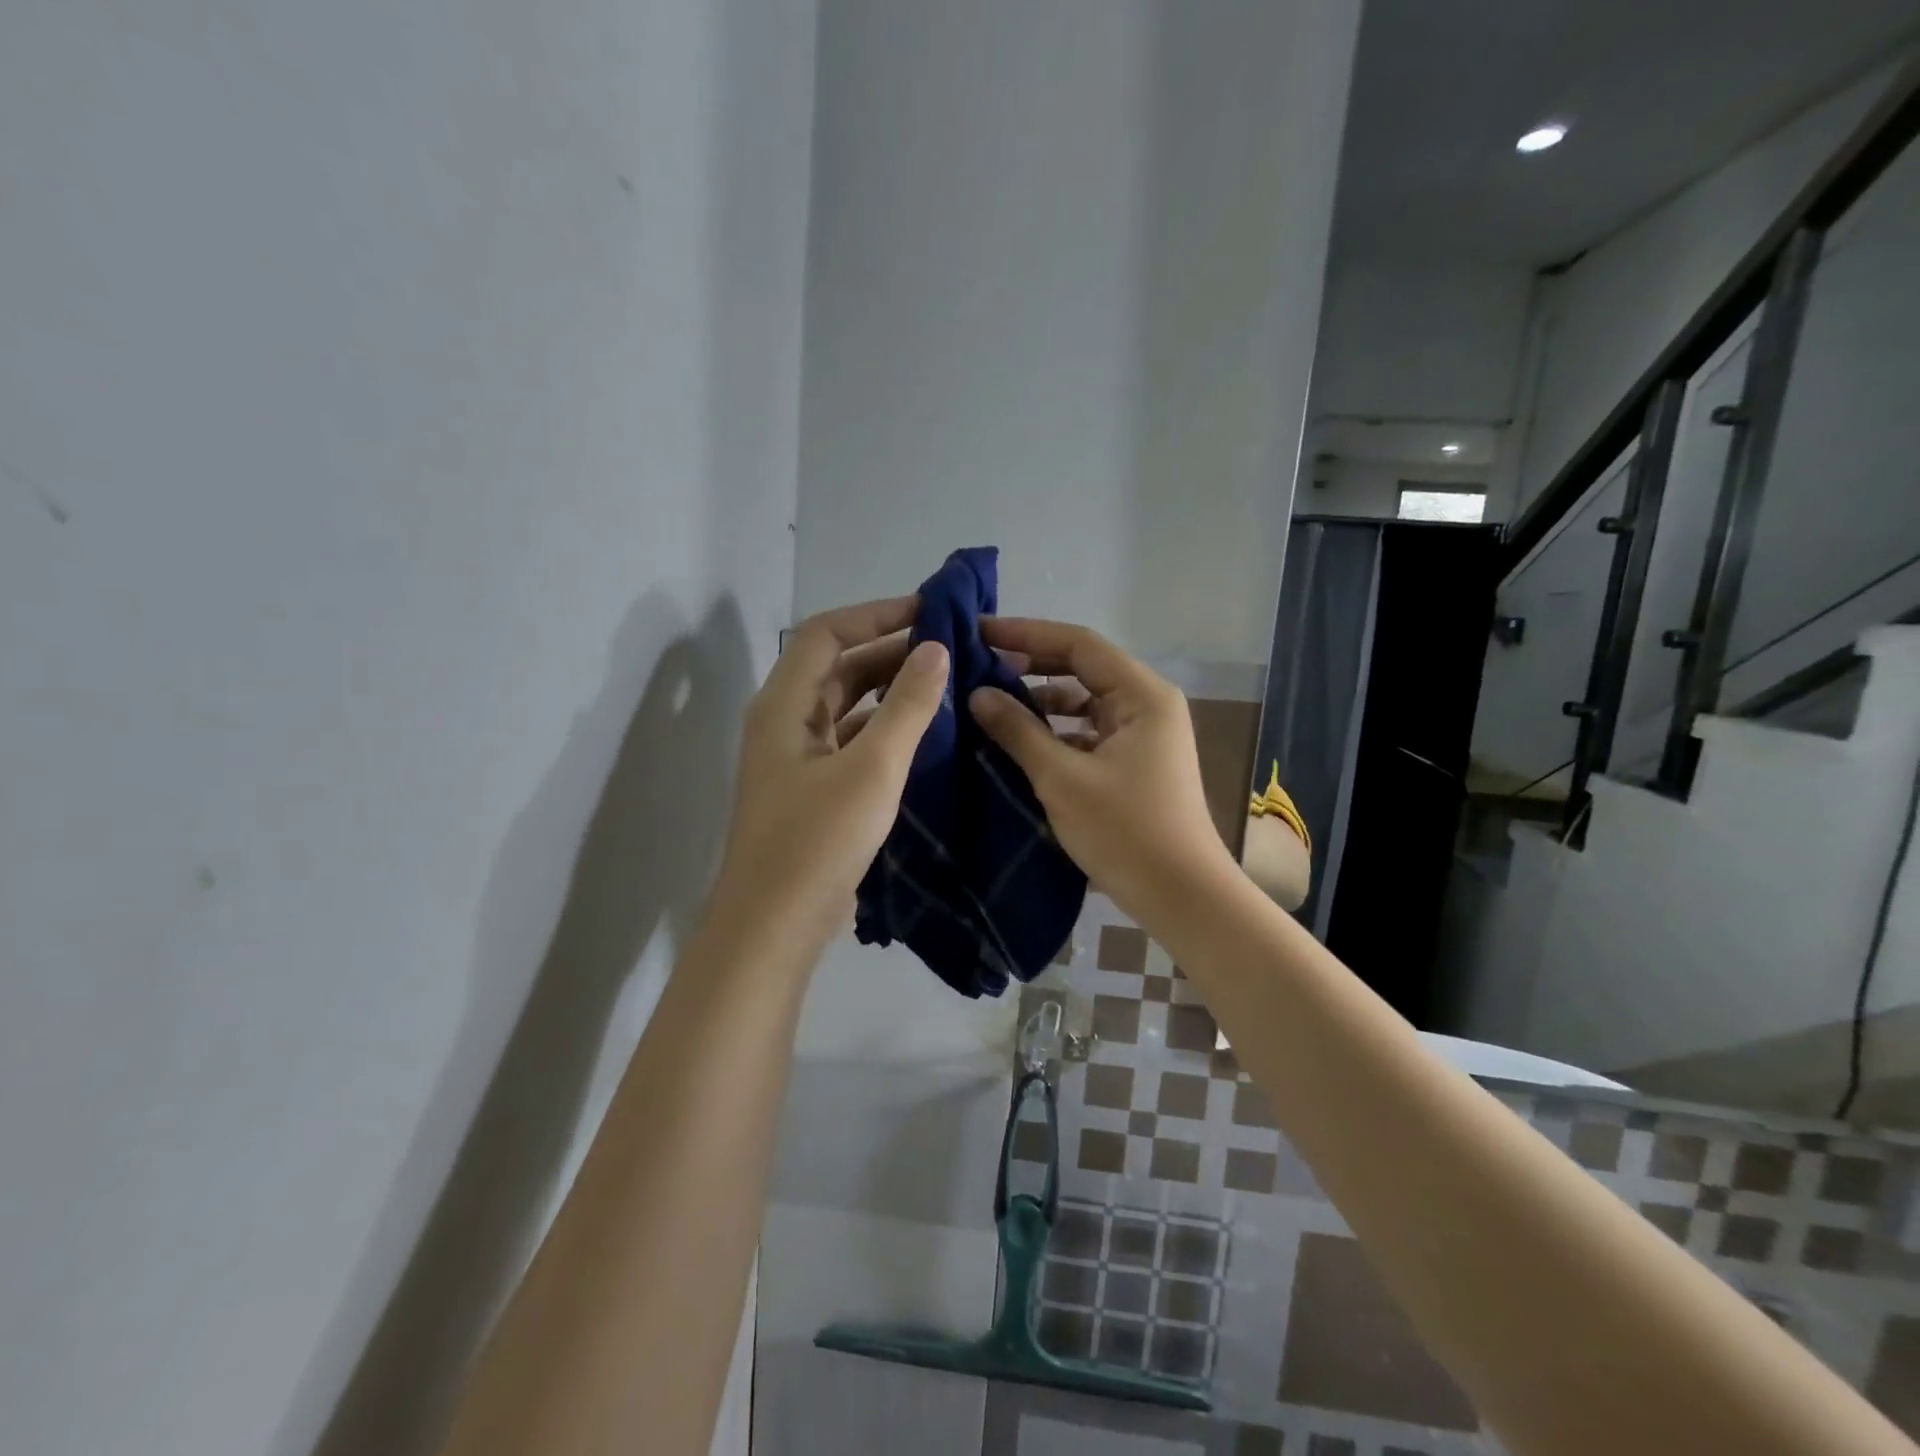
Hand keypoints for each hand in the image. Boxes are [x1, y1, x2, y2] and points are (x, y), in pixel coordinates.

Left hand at [710, 597, 947, 953]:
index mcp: (783, 706)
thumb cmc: (817, 842)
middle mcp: (784, 723)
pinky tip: (925, 737)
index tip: (930, 612)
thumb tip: (936, 648)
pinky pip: (851, 743)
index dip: (876, 615)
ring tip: (946, 686)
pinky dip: (885, 731)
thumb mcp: (872, 769)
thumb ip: (907, 707)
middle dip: (889, 652)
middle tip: (949, 649)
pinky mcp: (812, 791)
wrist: (773, 928)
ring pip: (846, 708)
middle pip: (837, 669)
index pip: (826, 634)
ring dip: (889, 692)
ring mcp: (797, 760)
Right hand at [968, 618, 1232, 921]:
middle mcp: (1146, 704)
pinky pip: (1088, 732)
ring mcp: (1142, 735)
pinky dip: (1055, 732)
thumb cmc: (1125, 832)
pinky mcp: (1134, 762)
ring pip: (1083, 702)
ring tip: (989, 703)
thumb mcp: (1062, 778)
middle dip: (1031, 665)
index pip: (1079, 643)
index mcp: (1141, 695)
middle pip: (1082, 668)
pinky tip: (1018, 742)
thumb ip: (1018, 730)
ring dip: (1040, 701)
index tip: (979, 632)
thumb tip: (977, 693)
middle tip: (977, 665)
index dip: (1027, 633)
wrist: (1181, 897)